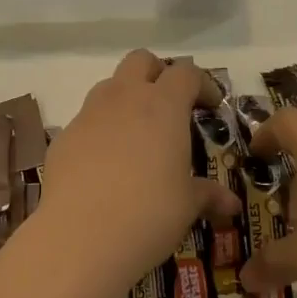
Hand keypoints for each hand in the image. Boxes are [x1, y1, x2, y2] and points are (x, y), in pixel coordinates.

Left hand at [38, 51, 242, 294]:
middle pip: (141, 60)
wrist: (80, 236)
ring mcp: (89, 114)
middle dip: (158, 74)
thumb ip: (208, 195)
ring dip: (127, 98)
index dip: (202, 84)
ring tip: (138, 135)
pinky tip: (106, 165)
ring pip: (110, 85)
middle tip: (170, 106)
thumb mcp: (187, 205)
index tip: (210, 106)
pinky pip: (87, 119)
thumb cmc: (148, 214)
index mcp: (163, 105)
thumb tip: (232, 205)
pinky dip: (101, 129)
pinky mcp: (64, 136)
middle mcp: (125, 98)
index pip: (186, 73)